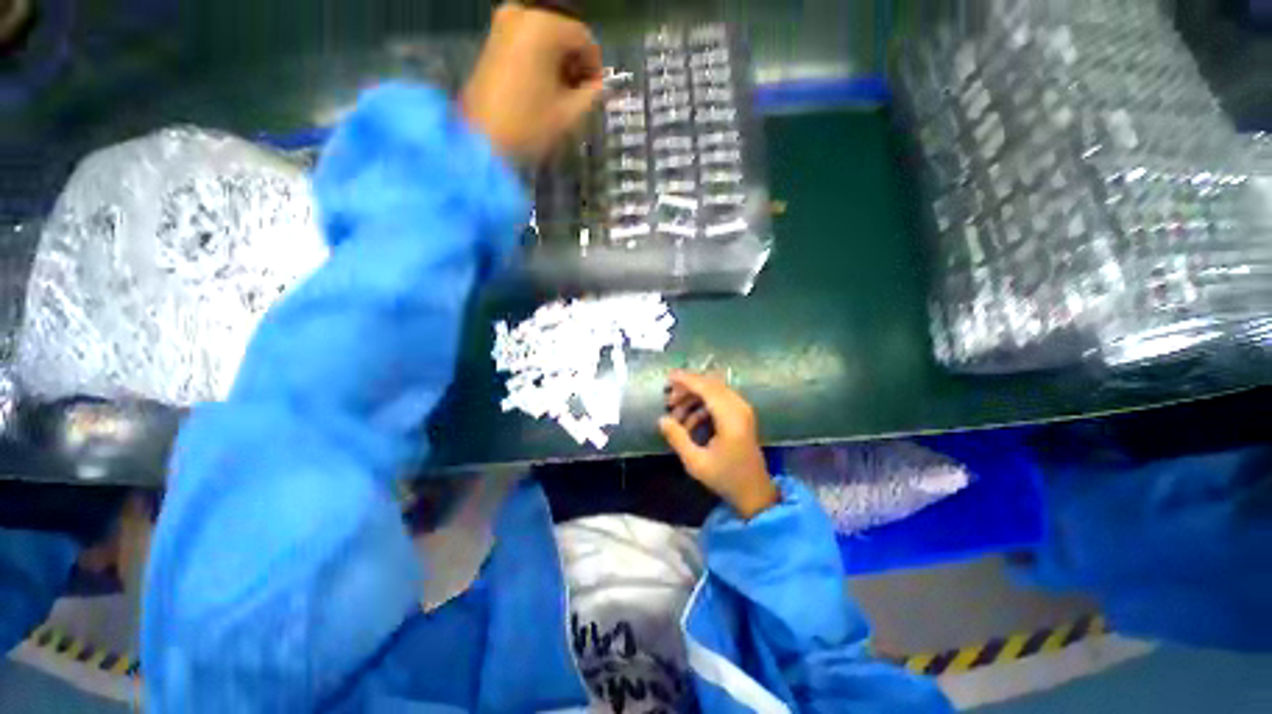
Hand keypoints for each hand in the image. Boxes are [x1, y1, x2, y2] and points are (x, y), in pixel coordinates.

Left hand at [461, 4, 603, 162]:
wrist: (480, 140)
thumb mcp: (569, 114)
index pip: (584, 38)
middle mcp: (522, 14)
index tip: (597, 93)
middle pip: (563, 35)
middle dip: (575, 64)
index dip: (596, 66)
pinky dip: (540, 63)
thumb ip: (591, 95)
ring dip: (558, 65)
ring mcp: (503, 25)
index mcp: (544, 27)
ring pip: (545, 39)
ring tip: (561, 97)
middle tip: (579, 96)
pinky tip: (543, 90)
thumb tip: (598, 87)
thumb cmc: (528, 126)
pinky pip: (527, 44)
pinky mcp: (492, 41)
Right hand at [659, 371, 778, 518]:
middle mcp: (739, 407)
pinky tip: (688, 422)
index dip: (687, 380)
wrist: (754, 491)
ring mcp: (742, 410)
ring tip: (675, 414)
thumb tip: (662, 419)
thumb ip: (678, 438)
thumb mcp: (696, 462)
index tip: (668, 377)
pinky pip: (719, 400)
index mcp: (731, 418)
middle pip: (710, 385)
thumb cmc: (726, 478)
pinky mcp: (741, 415)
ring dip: (693, 397)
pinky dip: (702, 405)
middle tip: (669, 400)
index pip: (707, 388)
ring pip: (714, 391)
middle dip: (687, 388)